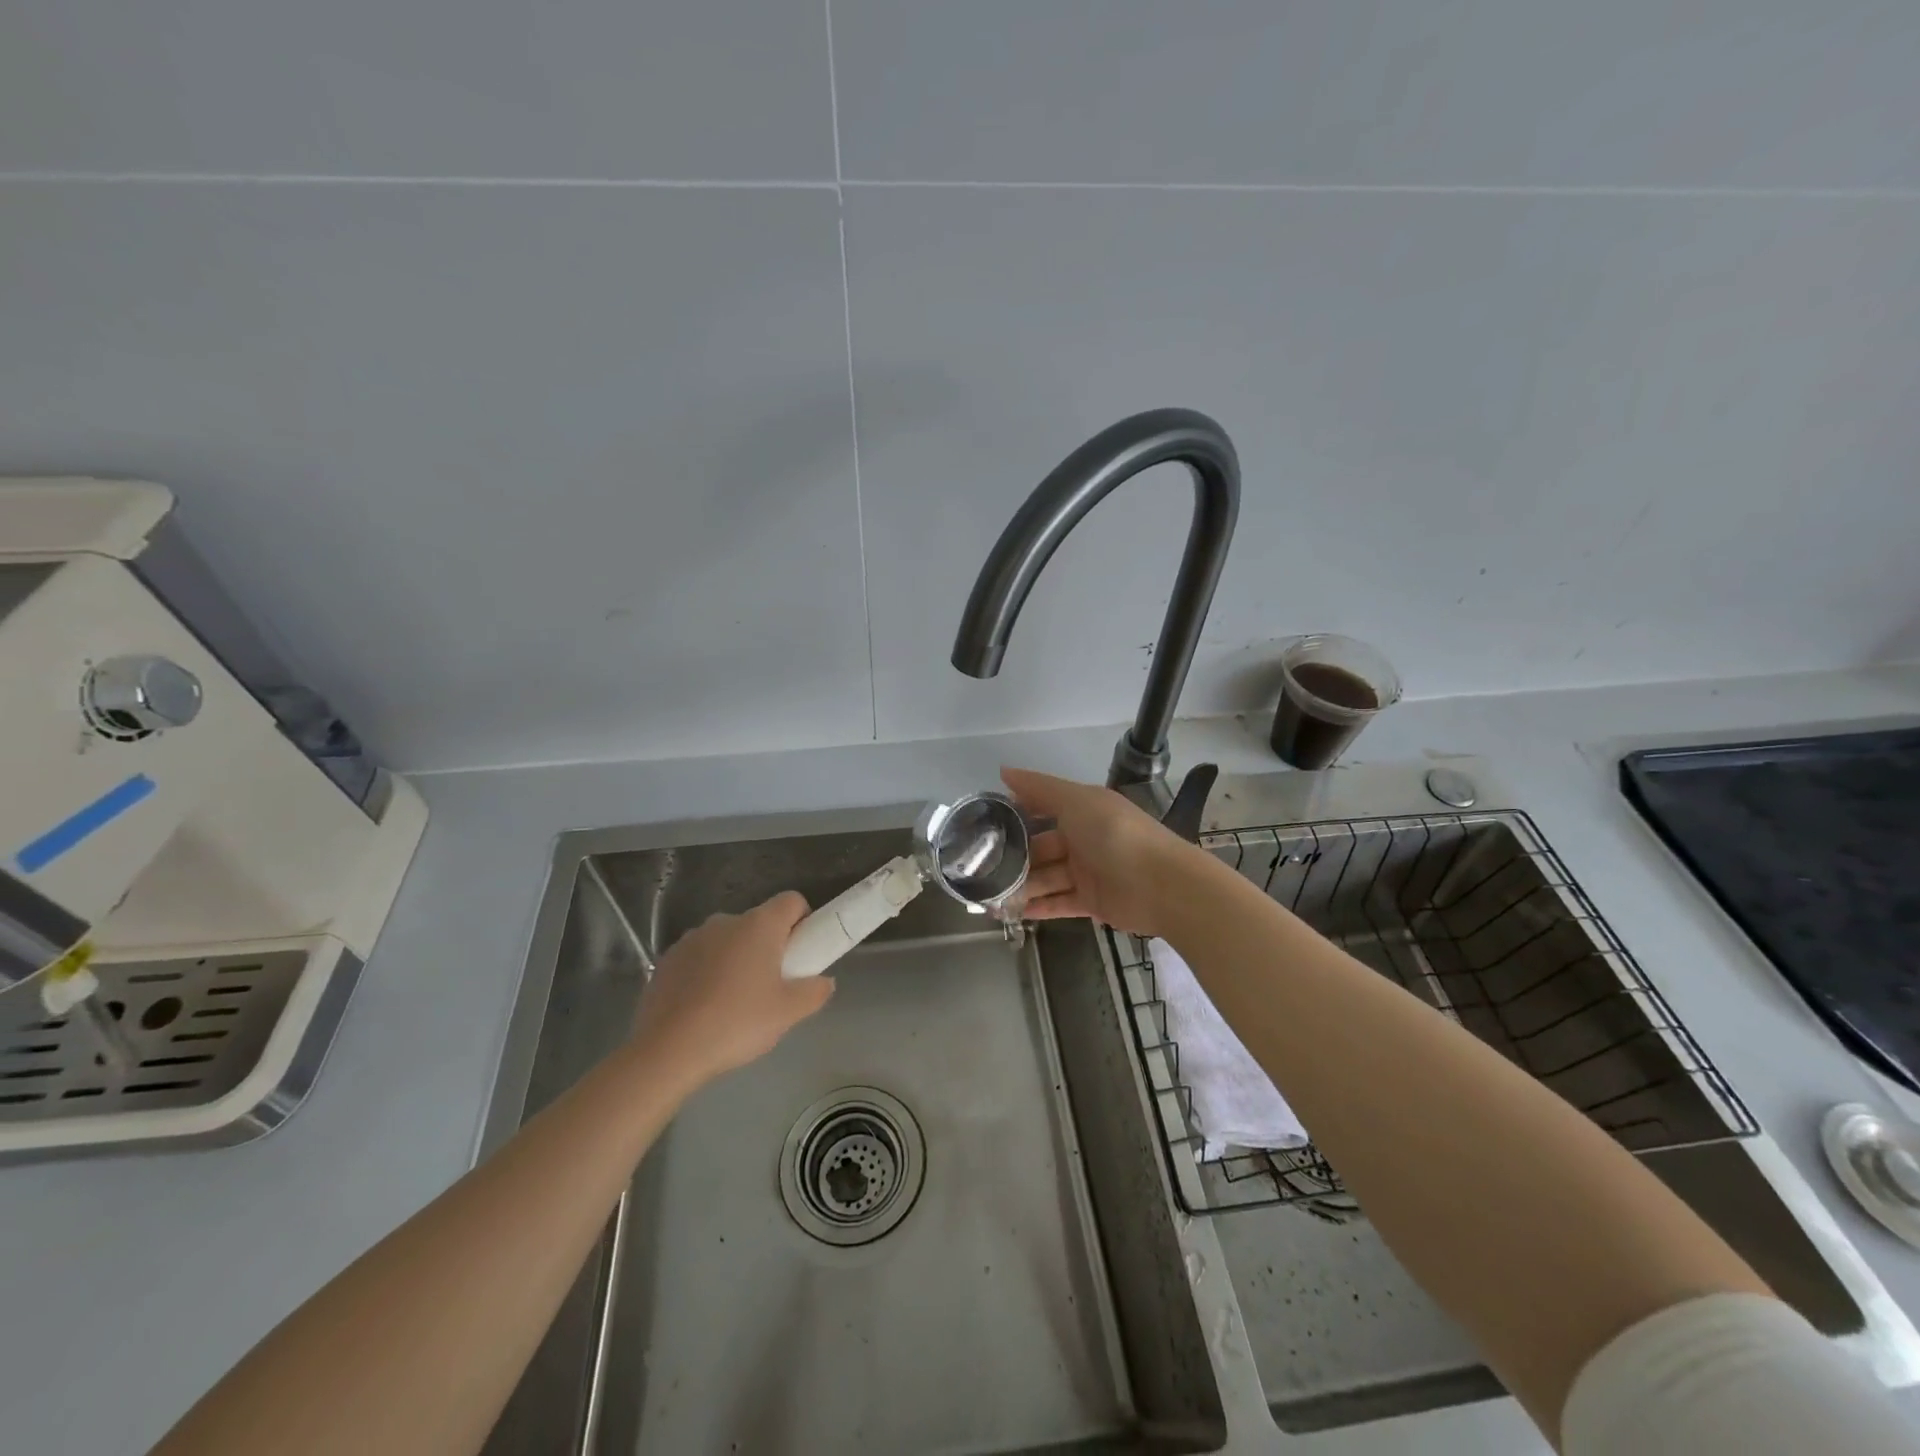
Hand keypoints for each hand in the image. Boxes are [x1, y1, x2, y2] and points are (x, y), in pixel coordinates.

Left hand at [630, 892, 832, 1089]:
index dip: (803, 922)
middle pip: (759, 923)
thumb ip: (814, 992)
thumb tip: (824, 982)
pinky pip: (699, 958)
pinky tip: (703, 1009)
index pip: (792, 901)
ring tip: (733, 1003)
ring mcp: (692, 938)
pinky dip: (707, 974)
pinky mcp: (667, 959)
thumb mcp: (788, 1013)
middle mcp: (725, 921)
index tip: (801, 954)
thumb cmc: (737, 1022)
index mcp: (759, 925)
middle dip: (769, 947)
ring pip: (727, 941)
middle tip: (772, 987)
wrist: (666, 1051)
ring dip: (736, 960)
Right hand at [1002, 767, 1195, 938]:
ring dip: (1022, 884)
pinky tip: (1011, 911)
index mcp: (1083, 809)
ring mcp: (1088, 871)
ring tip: (989, 894)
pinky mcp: (1092, 902)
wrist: (1162, 885)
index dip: (1017, 812)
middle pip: (1042, 846)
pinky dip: (1038, 906)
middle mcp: (1084, 838)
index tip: (985, 822)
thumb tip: (1004, 771)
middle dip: (1014, 855)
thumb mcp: (1076, 801)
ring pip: (1047, 877)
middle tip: (980, 866)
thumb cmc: (1116, 834)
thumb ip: (1039, 788)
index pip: (1043, 807)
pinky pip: (1058, 903)